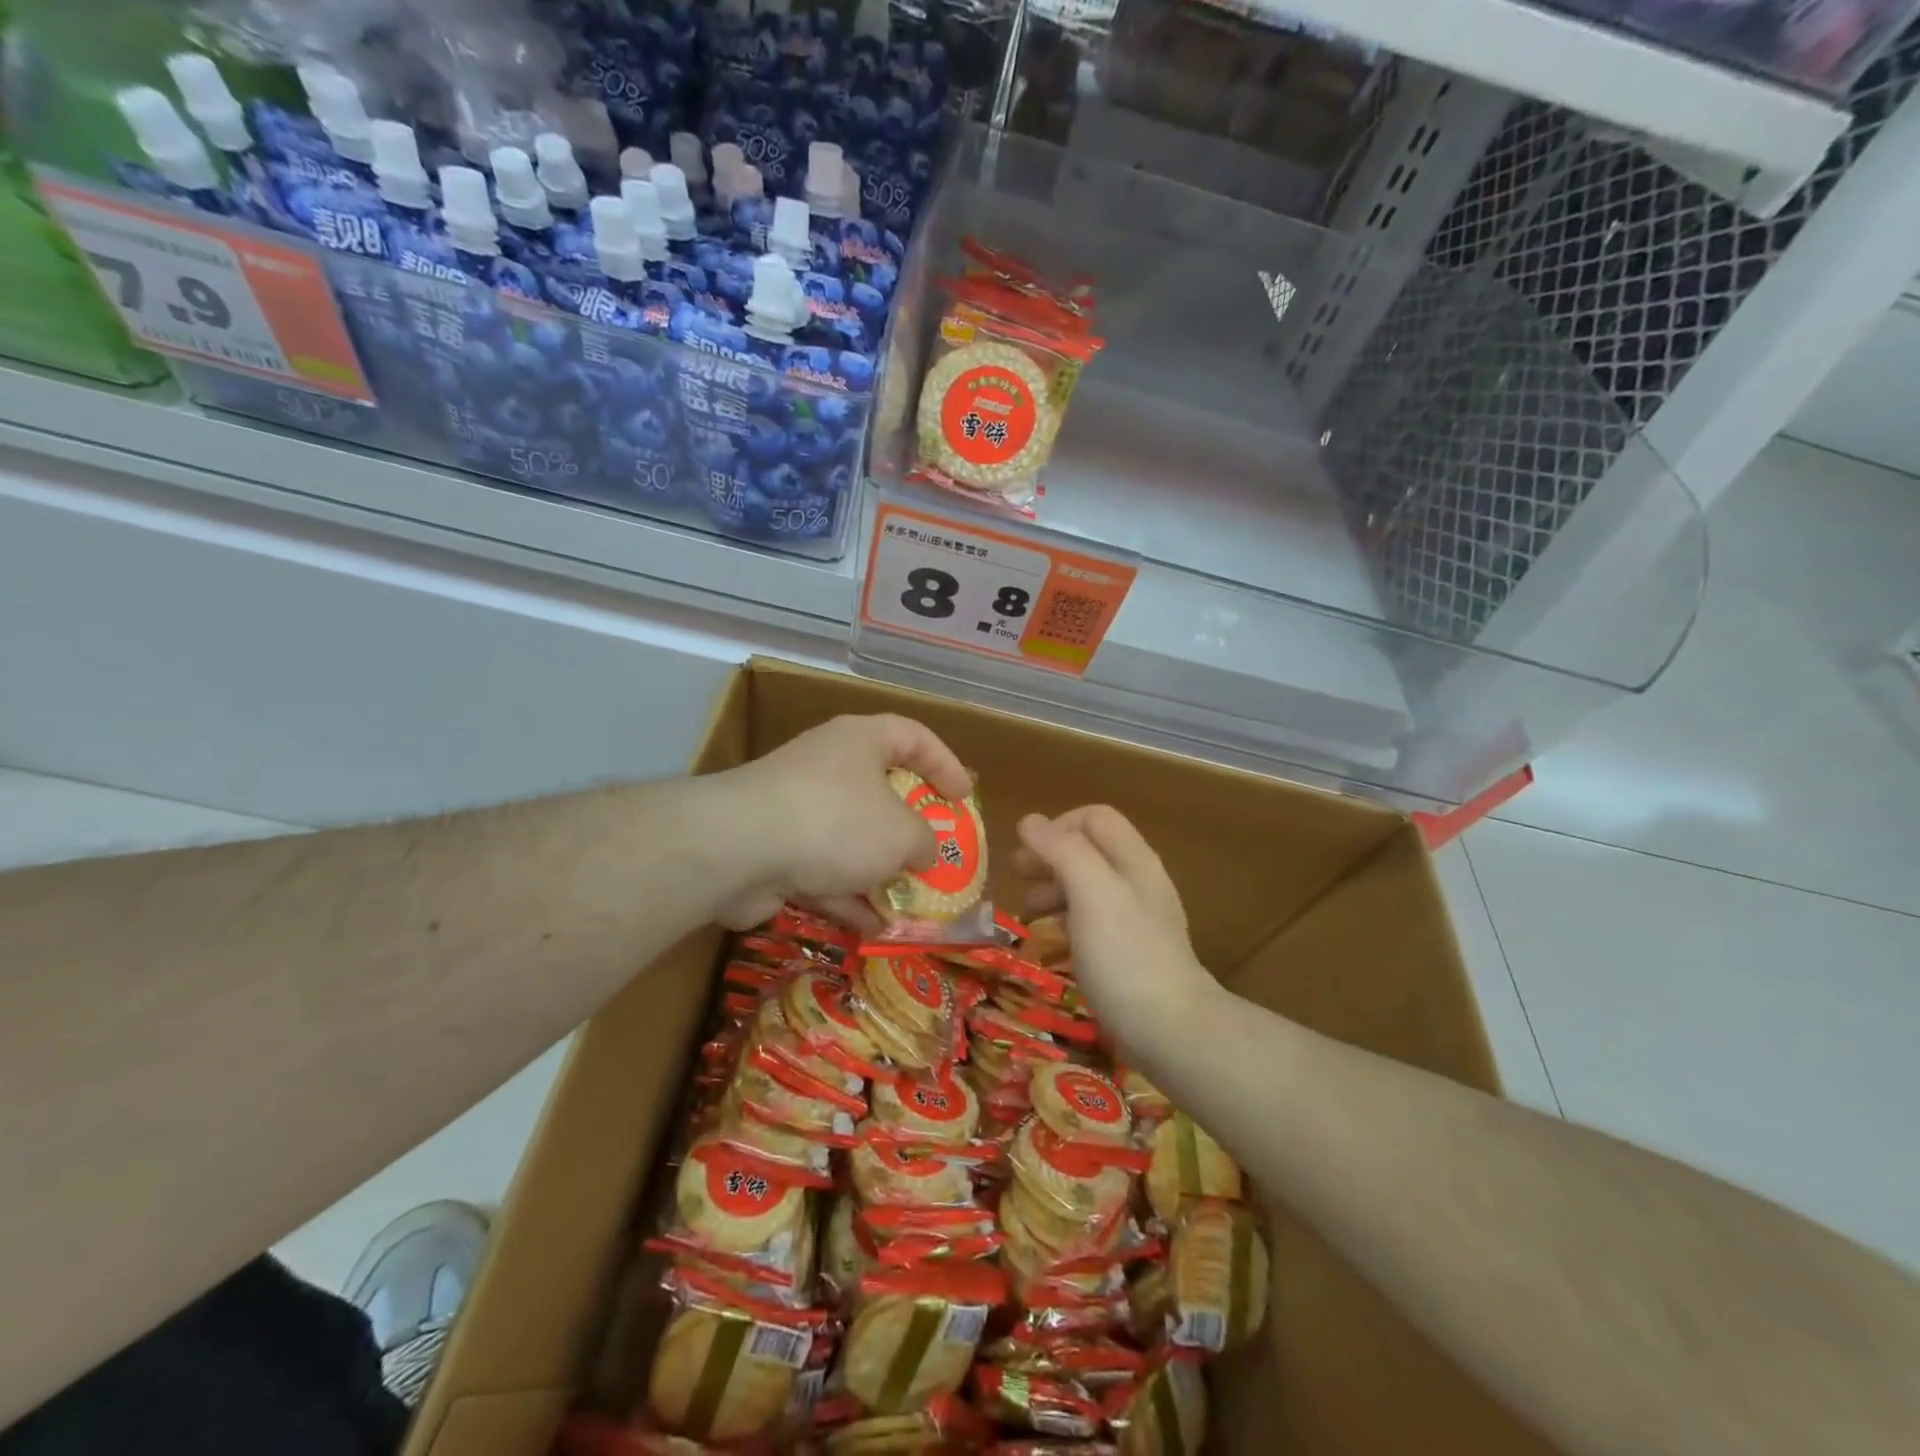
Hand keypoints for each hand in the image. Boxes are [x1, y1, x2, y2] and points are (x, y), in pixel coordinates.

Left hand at [711, 714, 971, 930]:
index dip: (945, 763)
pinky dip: (848, 896)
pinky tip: (873, 927)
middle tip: (935, 853)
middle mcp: (829, 767)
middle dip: (909, 829)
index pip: (912, 736)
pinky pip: (823, 870)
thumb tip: (923, 852)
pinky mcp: (775, 849)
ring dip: (880, 872)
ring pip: (851, 838)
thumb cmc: (836, 821)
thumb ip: (926, 842)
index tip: (964, 798)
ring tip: (911, 903)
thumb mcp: (901, 833)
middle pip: (880, 790)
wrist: (738, 849)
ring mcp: (798, 808)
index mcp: (860, 742)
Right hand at [1015, 806, 1213, 1046]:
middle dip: (1049, 856)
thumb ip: (1062, 851)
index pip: (1094, 817)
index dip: (1056, 826)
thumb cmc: (1125, 955)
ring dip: (1054, 887)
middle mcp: (1138, 881)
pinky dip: (1067, 917)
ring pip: (1089, 884)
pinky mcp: (1132, 951)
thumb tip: (1029, 821)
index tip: (1026, 855)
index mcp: (1133, 859)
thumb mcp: (1091, 893)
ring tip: (1026, 912)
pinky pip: (1093, 918)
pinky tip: (1053, 939)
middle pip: (1090, 848)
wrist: (1171, 1030)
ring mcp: (1138, 918)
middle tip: (1015, 878)